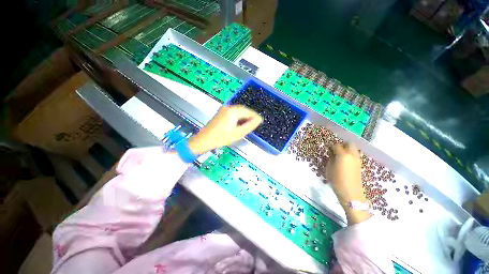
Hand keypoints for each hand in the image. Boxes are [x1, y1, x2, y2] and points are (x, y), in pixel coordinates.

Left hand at [188, 105, 262, 153]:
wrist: (205, 140)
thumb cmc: (222, 137)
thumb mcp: (238, 133)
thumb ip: (250, 125)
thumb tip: (258, 120)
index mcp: (233, 111)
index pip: (248, 111)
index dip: (255, 116)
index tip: (261, 121)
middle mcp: (228, 107)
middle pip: (243, 110)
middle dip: (250, 116)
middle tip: (255, 123)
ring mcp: (224, 109)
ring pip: (238, 111)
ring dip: (244, 117)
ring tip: (249, 124)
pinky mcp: (221, 113)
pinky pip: (233, 113)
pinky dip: (238, 117)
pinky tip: (240, 124)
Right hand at [325, 143, 370, 223]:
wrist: (351, 194)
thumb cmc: (337, 181)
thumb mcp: (329, 168)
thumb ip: (331, 158)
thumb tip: (332, 153)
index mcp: (343, 155)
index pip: (336, 145)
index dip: (331, 147)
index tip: (327, 150)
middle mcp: (352, 155)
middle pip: (349, 144)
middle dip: (342, 145)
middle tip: (335, 150)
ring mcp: (358, 160)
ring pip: (354, 148)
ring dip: (347, 149)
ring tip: (340, 155)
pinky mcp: (360, 165)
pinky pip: (355, 155)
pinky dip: (350, 154)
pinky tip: (345, 161)